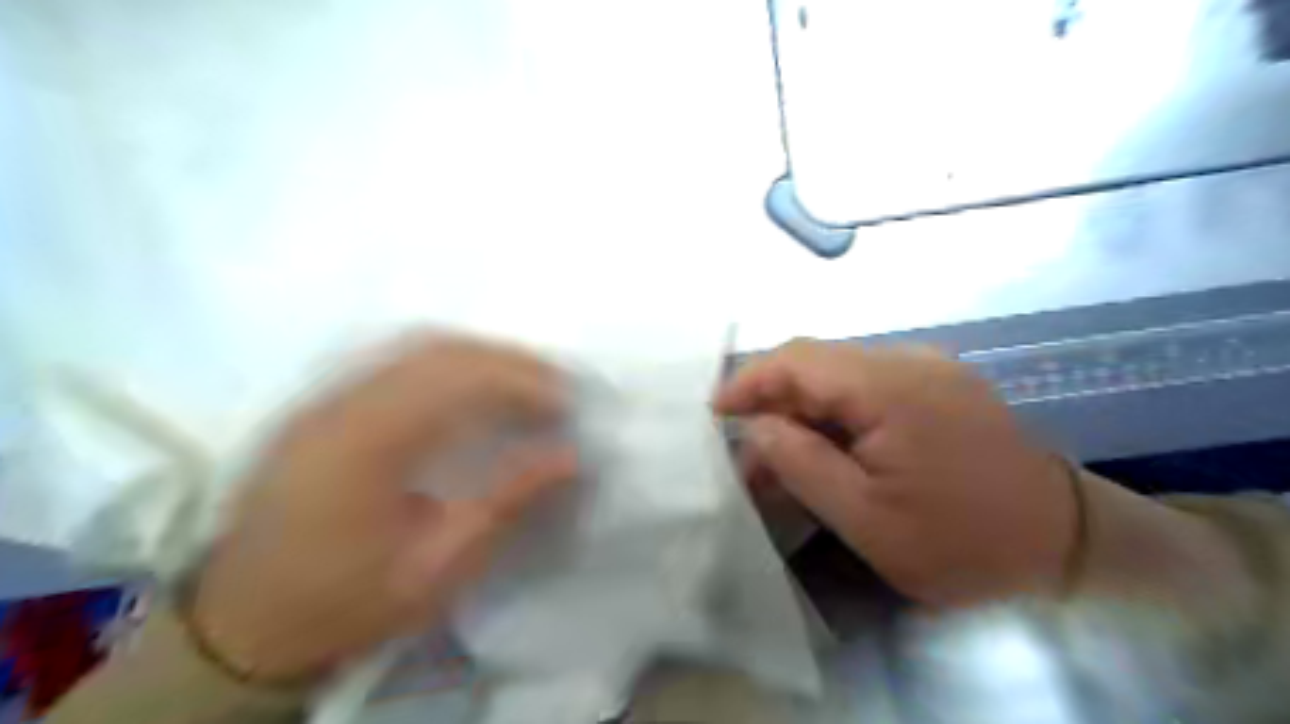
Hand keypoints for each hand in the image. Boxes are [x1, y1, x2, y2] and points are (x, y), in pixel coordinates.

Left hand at [188, 338, 574, 681]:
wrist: (242, 625)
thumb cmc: (345, 603)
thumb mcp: (438, 570)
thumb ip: (506, 503)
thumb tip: (570, 457)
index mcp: (366, 446)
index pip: (458, 382)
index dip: (523, 383)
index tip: (569, 405)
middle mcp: (341, 404)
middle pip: (439, 351)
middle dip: (510, 362)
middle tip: (559, 388)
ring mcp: (325, 398)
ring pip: (416, 347)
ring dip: (482, 356)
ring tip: (526, 383)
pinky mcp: (323, 405)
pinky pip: (396, 360)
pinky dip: (449, 363)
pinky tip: (474, 386)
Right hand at [723, 340, 1073, 605]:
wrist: (1067, 543)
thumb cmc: (962, 540)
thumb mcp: (867, 518)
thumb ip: (801, 464)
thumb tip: (757, 426)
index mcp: (890, 386)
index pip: (797, 360)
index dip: (748, 380)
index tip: (716, 414)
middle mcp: (908, 360)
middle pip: (816, 363)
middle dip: (771, 401)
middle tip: (746, 450)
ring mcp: (927, 369)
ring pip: (839, 375)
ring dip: (801, 411)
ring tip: (780, 459)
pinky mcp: (938, 385)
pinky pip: (868, 387)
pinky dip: (834, 414)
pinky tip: (826, 449)